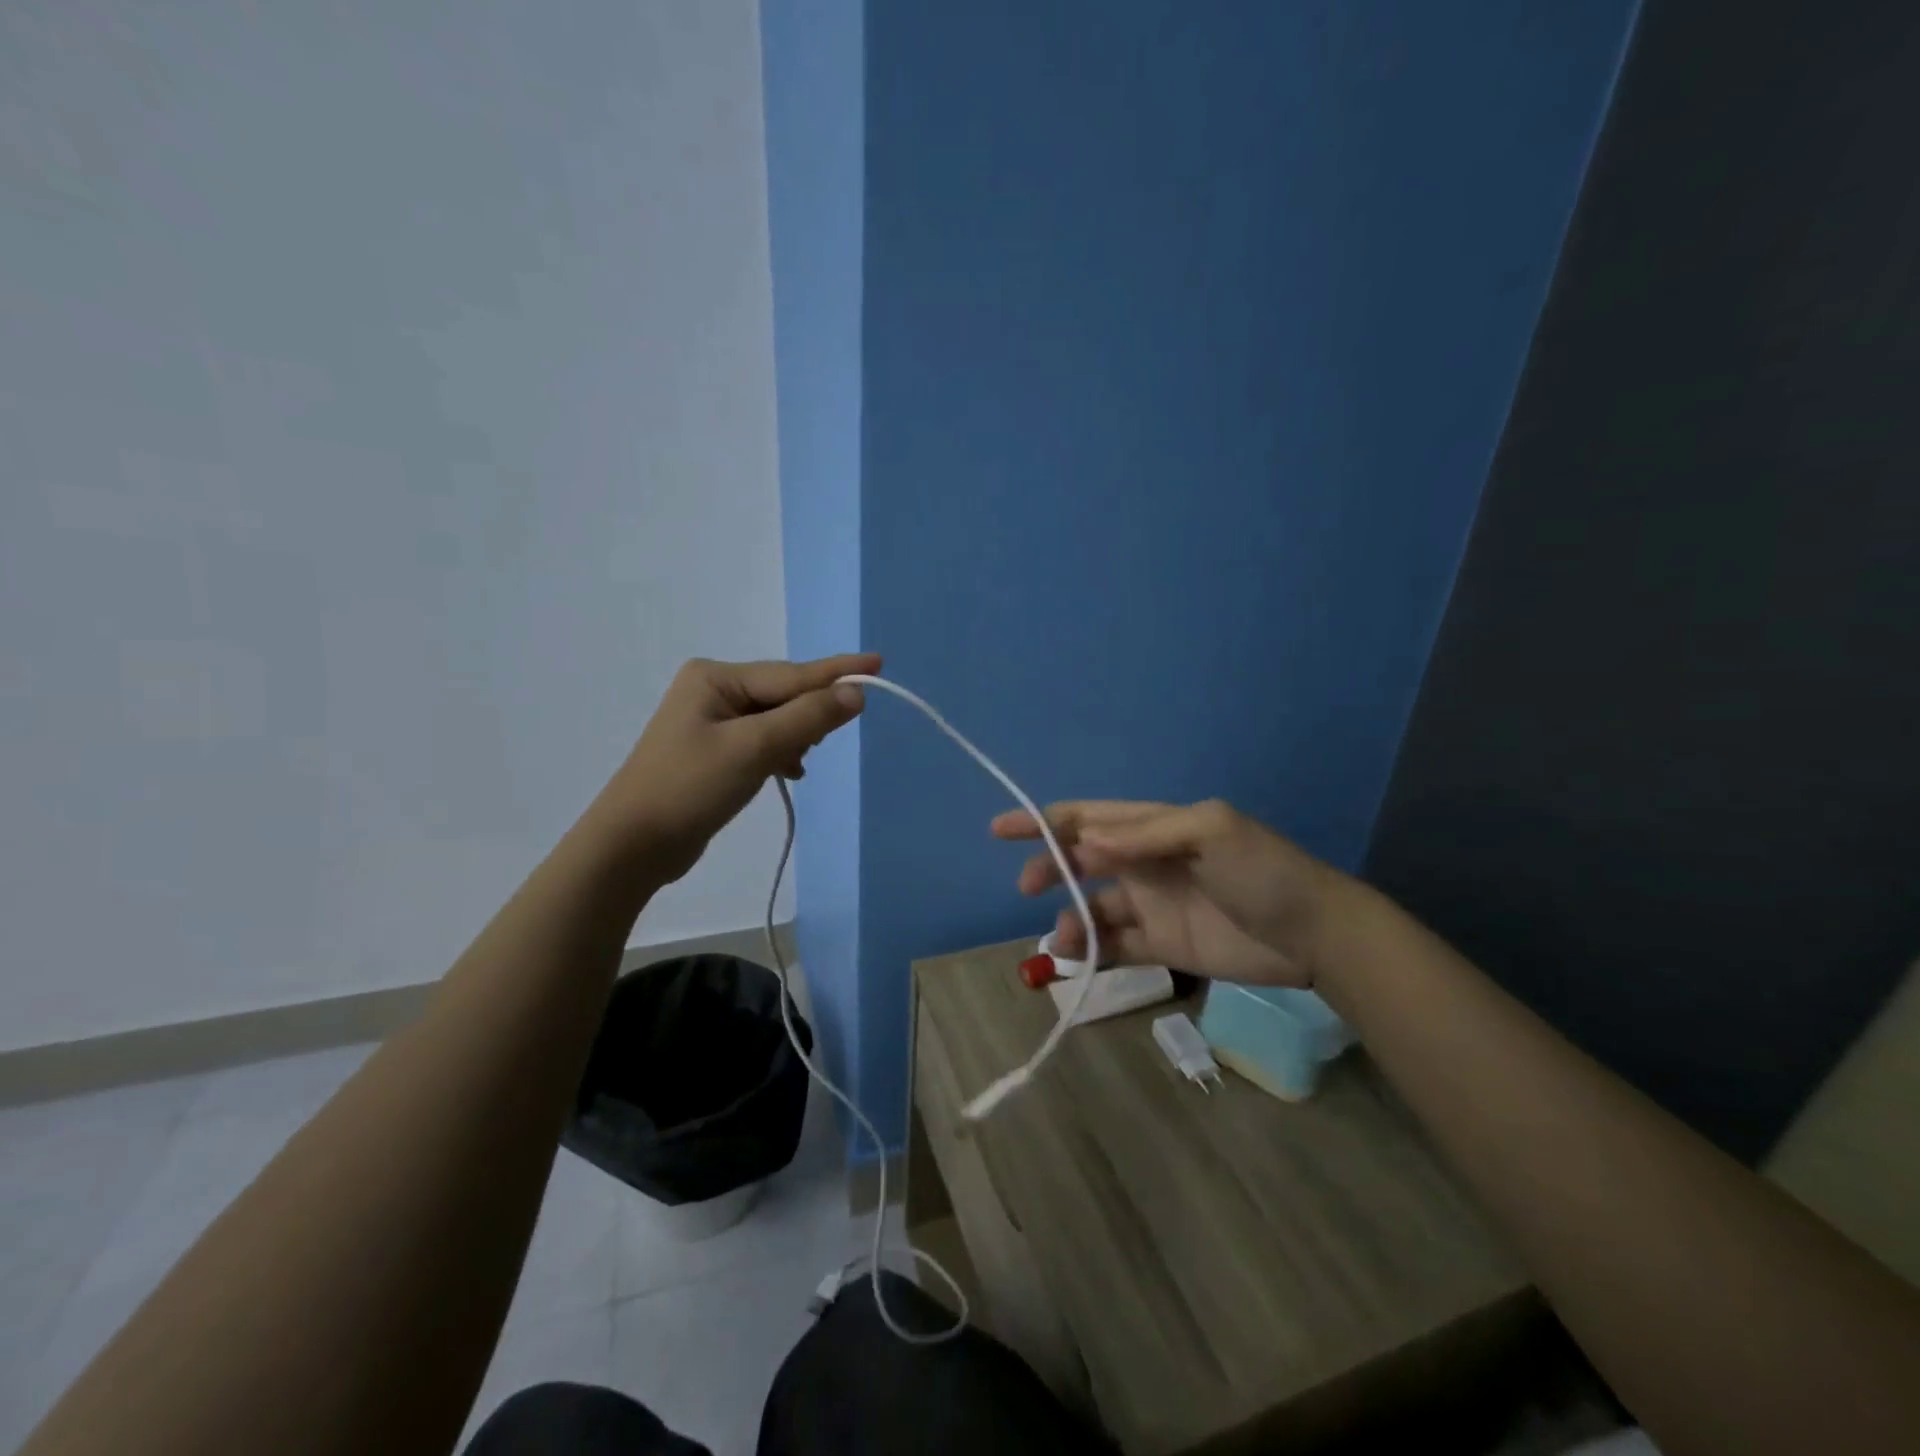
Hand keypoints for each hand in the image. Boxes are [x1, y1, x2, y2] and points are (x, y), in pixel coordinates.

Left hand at [596, 653, 878, 881]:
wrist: (633, 846)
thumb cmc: (691, 788)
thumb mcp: (755, 748)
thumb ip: (808, 717)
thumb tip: (855, 692)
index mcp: (716, 678)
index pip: (792, 674)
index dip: (838, 672)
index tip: (879, 661)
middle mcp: (713, 691)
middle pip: (784, 694)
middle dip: (811, 714)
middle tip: (828, 739)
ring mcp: (711, 722)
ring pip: (776, 719)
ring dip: (796, 737)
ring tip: (801, 761)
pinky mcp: (714, 751)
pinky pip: (763, 740)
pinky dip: (780, 753)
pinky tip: (790, 772)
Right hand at [991, 798, 1346, 986]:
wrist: (1315, 935)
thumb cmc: (1263, 872)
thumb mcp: (1211, 831)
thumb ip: (1147, 834)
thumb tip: (1086, 844)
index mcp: (1154, 827)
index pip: (1088, 818)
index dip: (1044, 820)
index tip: (1001, 830)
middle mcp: (1145, 862)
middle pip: (1081, 860)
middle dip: (1049, 868)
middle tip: (1026, 887)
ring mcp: (1152, 905)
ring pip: (1093, 908)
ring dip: (1070, 918)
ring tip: (1066, 939)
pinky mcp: (1162, 945)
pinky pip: (1114, 945)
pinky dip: (1091, 950)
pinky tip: (1080, 958)